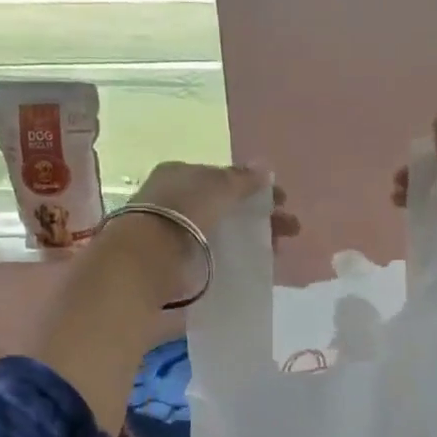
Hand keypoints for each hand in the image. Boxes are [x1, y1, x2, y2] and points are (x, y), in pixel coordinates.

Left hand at [110, 162, 300, 302]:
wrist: (146, 263)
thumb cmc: (182, 213)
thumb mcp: (217, 187)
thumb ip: (242, 179)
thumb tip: (265, 168)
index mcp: (179, 175)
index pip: (222, 178)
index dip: (253, 188)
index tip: (282, 201)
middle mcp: (174, 201)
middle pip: (225, 207)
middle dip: (258, 216)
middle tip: (290, 230)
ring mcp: (173, 235)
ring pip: (221, 234)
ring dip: (250, 240)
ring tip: (278, 252)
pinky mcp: (175, 265)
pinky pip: (213, 258)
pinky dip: (234, 260)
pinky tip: (253, 268)